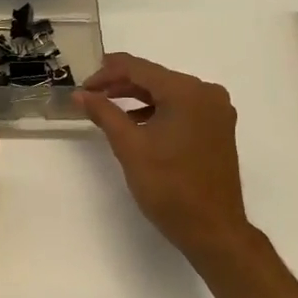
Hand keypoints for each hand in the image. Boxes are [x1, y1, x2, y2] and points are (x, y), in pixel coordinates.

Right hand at [76, 54, 252, 264]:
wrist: (213, 229)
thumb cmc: (169, 187)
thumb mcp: (130, 147)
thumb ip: (104, 113)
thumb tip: (80, 94)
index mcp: (187, 91)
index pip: (139, 68)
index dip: (106, 73)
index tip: (82, 86)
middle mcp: (207, 93)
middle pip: (155, 78)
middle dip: (120, 84)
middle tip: (90, 95)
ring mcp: (216, 111)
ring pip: (168, 93)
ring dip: (137, 98)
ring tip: (107, 108)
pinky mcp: (218, 128)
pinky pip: (182, 108)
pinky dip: (157, 111)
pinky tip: (137, 123)